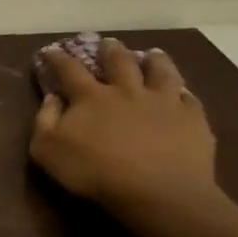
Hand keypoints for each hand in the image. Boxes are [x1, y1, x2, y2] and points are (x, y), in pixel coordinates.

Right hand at [31, 39, 217, 212]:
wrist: (158, 193)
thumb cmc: (96, 172)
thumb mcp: (48, 150)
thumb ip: (45, 120)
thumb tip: (53, 97)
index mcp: (91, 96)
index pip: (69, 69)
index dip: (58, 58)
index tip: (51, 51)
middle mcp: (127, 91)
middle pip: (119, 62)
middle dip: (110, 50)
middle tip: (108, 43)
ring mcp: (163, 102)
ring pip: (160, 71)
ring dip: (154, 60)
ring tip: (152, 54)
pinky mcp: (192, 120)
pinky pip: (189, 99)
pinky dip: (184, 93)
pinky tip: (183, 93)